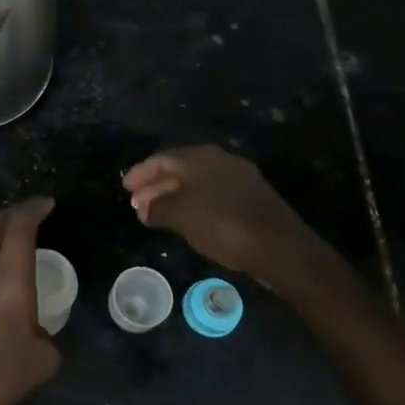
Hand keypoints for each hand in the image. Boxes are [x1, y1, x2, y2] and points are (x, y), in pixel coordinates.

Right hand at [123, 145, 312, 279]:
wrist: (279, 247)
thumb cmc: (222, 225)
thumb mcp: (181, 217)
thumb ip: (157, 209)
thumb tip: (144, 208)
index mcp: (200, 157)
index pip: (161, 159)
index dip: (141, 173)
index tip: (125, 187)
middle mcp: (220, 160)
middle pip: (179, 169)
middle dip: (156, 186)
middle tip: (137, 203)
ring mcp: (238, 178)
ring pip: (197, 183)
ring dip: (174, 196)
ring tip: (156, 214)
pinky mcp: (251, 197)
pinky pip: (212, 194)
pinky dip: (194, 203)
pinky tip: (186, 219)